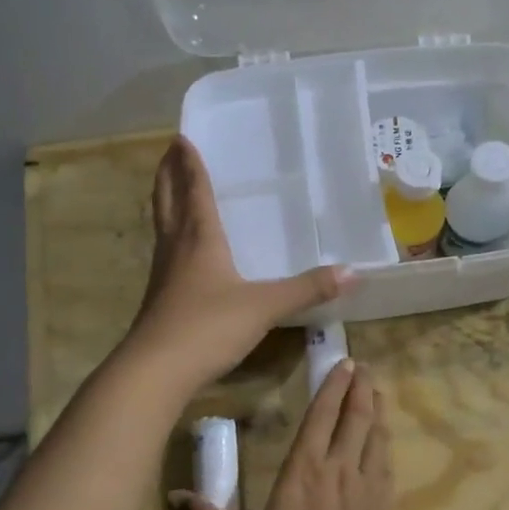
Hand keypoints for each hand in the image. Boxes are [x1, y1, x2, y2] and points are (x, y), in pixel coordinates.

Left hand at [126, 137, 349, 393]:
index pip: (194, 191)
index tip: (182, 138)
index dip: (190, 165)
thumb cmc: (208, 327)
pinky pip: (166, 255)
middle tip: (169, 153)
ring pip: (163, 227)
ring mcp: (163, 275)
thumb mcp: (264, 307)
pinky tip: (182, 253)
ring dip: (165, 204)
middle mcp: (177, 249)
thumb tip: (352, 273)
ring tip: (172, 192)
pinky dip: (172, 239)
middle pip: (167, 201)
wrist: (156, 371)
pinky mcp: (159, 300)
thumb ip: (307, 289)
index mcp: (200, 239)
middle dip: (168, 175)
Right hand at [169, 360, 401, 509]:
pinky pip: (387, 461)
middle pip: (354, 417)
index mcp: (304, 471)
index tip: (342, 363)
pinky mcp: (386, 506)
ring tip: (378, 391)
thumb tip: (173, 495)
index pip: (320, 416)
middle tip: (362, 366)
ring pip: (375, 434)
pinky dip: (385, 441)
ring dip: (376, 409)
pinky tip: (385, 438)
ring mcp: (368, 486)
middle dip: (359, 388)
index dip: (331, 387)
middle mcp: (340, 468)